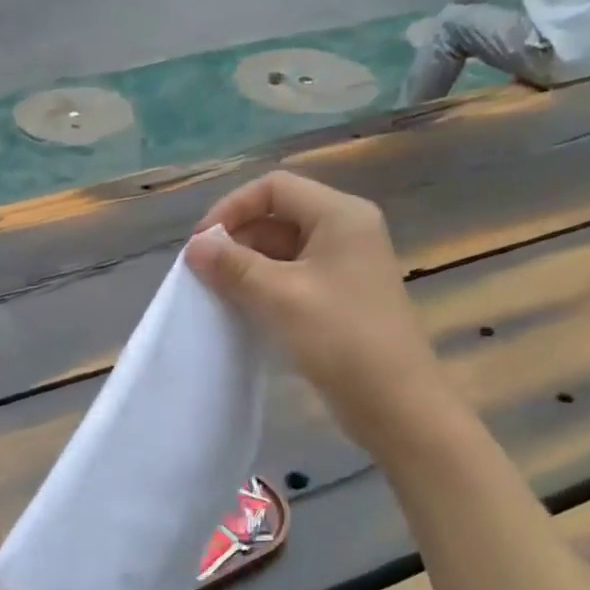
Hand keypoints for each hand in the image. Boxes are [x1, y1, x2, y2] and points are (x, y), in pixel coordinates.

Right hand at [185, 172, 451, 449]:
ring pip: (282, 248)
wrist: (394, 402)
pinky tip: (241, 308)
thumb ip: (233, 266)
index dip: (232, 208)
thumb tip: (194, 246)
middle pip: (277, 215)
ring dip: (246, 265)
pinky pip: (293, 276)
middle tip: (203, 273)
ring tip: (216, 292)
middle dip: (236, 238)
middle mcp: (345, 230)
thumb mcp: (280, 296)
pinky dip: (264, 285)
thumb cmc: (341, 338)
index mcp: (340, 215)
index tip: (200, 244)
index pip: (275, 187)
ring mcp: (344, 265)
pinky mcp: (339, 296)